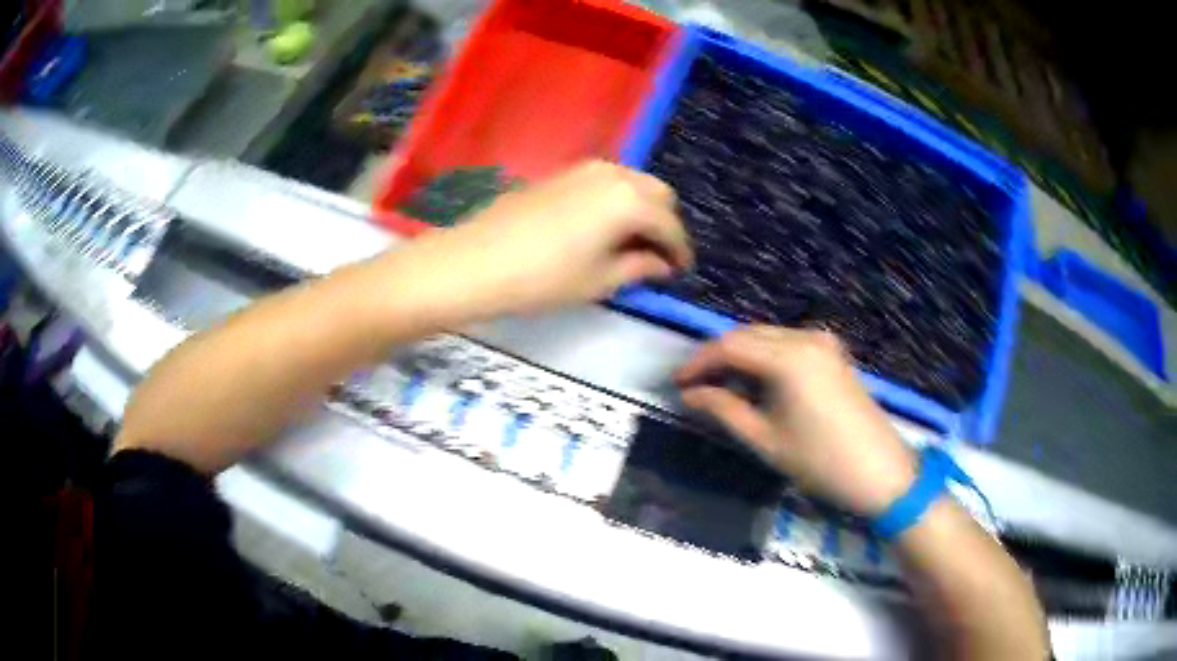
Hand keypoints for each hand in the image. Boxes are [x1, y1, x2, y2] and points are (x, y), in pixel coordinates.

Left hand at [388, 161, 691, 318]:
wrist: (476, 261)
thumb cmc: (543, 278)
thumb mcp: (599, 280)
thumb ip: (639, 267)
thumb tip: (660, 264)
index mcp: (630, 201)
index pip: (670, 226)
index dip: (680, 252)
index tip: (680, 271)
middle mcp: (614, 174)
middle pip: (658, 194)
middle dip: (664, 224)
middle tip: (656, 256)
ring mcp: (585, 169)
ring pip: (632, 183)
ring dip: (641, 210)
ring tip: (630, 244)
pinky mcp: (562, 173)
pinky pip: (606, 182)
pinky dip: (617, 201)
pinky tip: (603, 228)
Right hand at [676, 326, 917, 515]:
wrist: (881, 471)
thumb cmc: (820, 462)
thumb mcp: (766, 440)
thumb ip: (724, 410)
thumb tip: (690, 394)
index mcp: (789, 357)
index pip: (729, 346)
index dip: (698, 362)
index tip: (676, 384)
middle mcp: (806, 338)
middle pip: (748, 335)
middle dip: (717, 357)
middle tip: (694, 386)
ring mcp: (824, 342)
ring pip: (768, 337)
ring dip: (741, 356)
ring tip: (720, 387)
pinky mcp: (833, 353)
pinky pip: (788, 344)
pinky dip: (765, 358)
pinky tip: (755, 382)